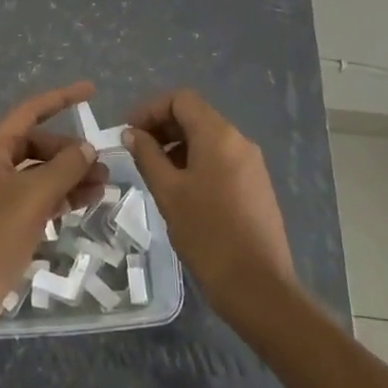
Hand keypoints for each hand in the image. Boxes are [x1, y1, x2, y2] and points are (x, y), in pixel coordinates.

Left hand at [0, 81, 107, 341]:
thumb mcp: (33, 197)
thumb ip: (64, 168)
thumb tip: (87, 148)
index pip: (31, 111)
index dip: (61, 98)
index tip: (91, 91)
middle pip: (39, 144)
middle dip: (71, 152)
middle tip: (103, 168)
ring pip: (41, 173)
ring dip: (70, 176)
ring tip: (103, 187)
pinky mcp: (4, 221)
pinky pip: (37, 197)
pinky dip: (60, 197)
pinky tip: (84, 204)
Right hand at [122, 89, 294, 325]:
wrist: (258, 287)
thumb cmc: (207, 234)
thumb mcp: (168, 192)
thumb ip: (147, 156)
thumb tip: (132, 134)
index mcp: (219, 135)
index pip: (181, 99)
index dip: (151, 109)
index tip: (129, 133)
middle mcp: (239, 140)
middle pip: (196, 116)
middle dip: (163, 128)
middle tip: (137, 152)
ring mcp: (252, 164)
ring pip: (208, 139)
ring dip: (178, 146)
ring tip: (156, 174)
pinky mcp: (257, 186)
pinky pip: (222, 160)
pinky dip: (197, 163)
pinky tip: (182, 191)